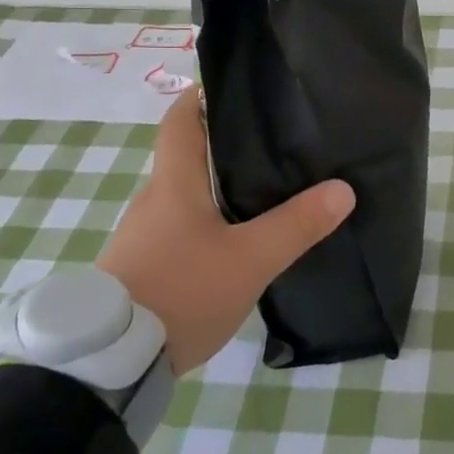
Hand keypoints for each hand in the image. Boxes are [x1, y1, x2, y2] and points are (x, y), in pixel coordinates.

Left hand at [97, 88, 353, 373]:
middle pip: (186, 157)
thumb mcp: (250, 260)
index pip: (180, 121)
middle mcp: (153, 202)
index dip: (201, 97)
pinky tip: (236, 240)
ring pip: (185, 196)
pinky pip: (180, 228)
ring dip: (217, 187)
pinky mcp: (142, 268)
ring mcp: (143, 237)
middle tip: (273, 142)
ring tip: (266, 190)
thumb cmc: (181, 293)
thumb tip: (342, 189)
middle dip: (224, 144)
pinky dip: (208, 221)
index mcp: (173, 185)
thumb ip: (297, 225)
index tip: (233, 87)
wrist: (111, 365)